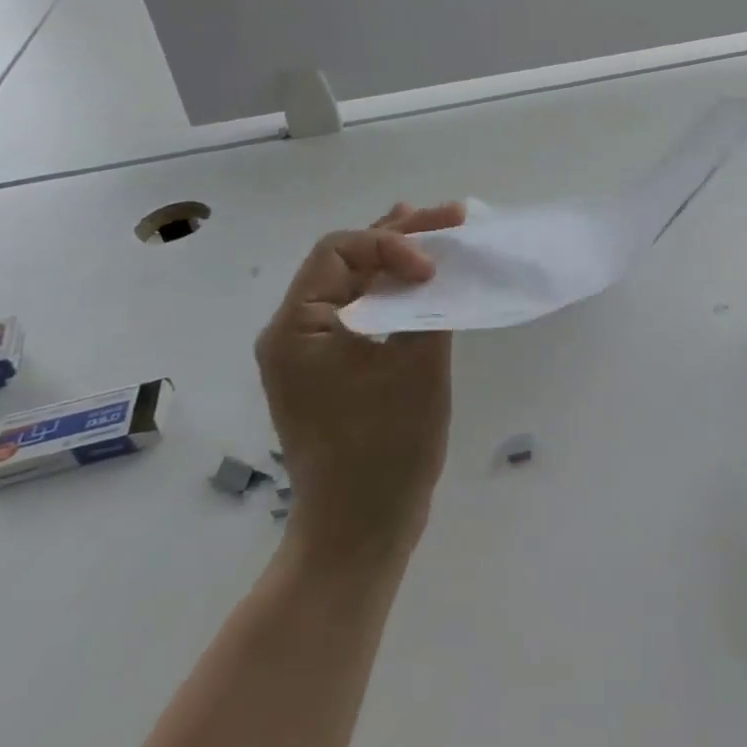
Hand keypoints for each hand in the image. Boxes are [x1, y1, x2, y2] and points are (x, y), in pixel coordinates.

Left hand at [254, 201, 466, 568]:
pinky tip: (426, 281)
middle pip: (345, 261)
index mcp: (297, 328)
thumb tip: (439, 272)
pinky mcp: (332, 371)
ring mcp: (311, 354)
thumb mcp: (416, 367)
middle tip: (453, 217)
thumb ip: (428, 307)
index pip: (338, 251)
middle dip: (401, 235)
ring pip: (355, 284)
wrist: (359, 529)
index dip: (391, 244)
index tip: (433, 270)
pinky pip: (363, 313)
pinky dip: (395, 292)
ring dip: (399, 258)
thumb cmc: (384, 447)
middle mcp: (293, 333)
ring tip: (441, 232)